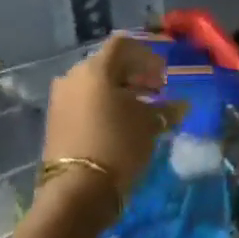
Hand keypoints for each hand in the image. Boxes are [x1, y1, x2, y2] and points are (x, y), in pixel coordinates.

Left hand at [42, 36, 178, 209]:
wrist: (76, 192)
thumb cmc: (117, 146)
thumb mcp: (148, 125)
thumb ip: (166, 110)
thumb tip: (182, 105)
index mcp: (96, 67)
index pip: (123, 45)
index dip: (147, 56)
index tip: (163, 75)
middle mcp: (74, 75)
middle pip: (109, 63)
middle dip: (134, 73)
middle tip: (156, 91)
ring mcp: (61, 97)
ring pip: (95, 83)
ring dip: (119, 90)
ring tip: (140, 109)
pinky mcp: (55, 120)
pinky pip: (84, 100)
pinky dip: (103, 104)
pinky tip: (119, 122)